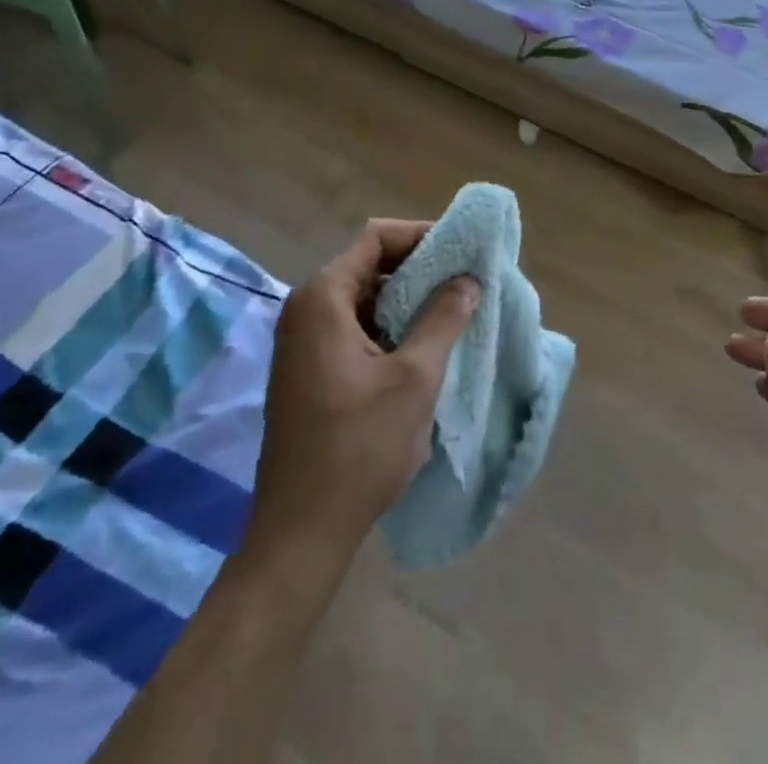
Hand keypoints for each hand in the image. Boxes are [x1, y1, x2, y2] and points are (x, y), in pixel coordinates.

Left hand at [247, 219, 477, 562]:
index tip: (461, 250)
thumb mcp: (415, 378)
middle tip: (464, 280)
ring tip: (452, 311)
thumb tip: (467, 279)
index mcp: (323, 299)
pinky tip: (422, 347)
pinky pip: (353, 327)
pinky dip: (388, 326)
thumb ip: (444, 318)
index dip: (421, 235)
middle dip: (418, 268)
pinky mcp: (306, 371)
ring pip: (363, 298)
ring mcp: (301, 342)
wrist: (300, 533)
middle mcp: (305, 310)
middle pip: (368, 265)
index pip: (376, 238)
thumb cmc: (359, 447)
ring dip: (406, 300)